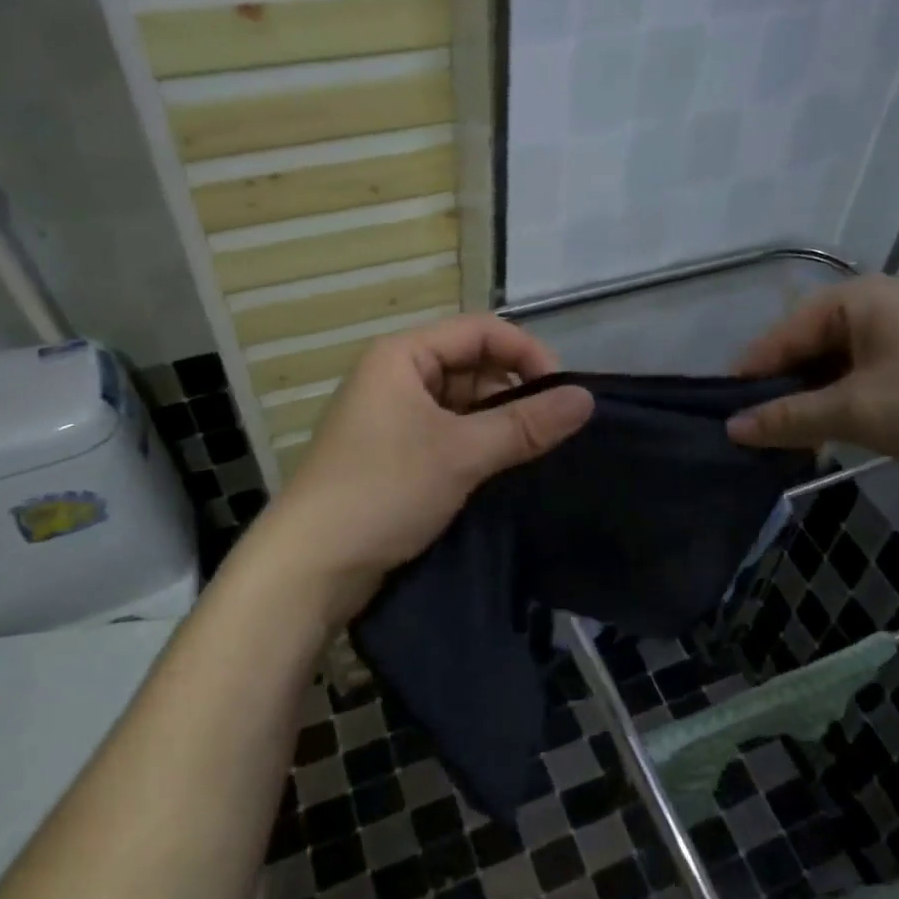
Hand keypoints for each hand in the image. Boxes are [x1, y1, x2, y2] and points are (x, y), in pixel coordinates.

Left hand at [253, 315, 593, 621]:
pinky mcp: (395, 456)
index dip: (527, 353)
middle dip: (514, 392)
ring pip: (462, 404)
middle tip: (553, 431)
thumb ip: (525, 424)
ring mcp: (394, 418)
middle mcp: (397, 377)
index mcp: (403, 356)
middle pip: (472, 365)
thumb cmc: (383, 491)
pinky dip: (477, 447)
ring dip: (498, 423)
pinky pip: (448, 435)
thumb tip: (587, 399)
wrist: (311, 567)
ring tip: (534, 452)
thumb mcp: (460, 453)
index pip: (481, 331)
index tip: (565, 395)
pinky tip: (503, 470)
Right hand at [727, 276, 898, 489]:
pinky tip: (834, 434)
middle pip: (808, 347)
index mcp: (858, 298)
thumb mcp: (855, 412)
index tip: (725, 414)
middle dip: (783, 391)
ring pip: (836, 365)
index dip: (751, 375)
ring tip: (793, 441)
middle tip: (759, 434)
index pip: (782, 334)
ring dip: (813, 402)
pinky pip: (864, 375)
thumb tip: (731, 428)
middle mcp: (879, 303)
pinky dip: (844, 403)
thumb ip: (787, 417)